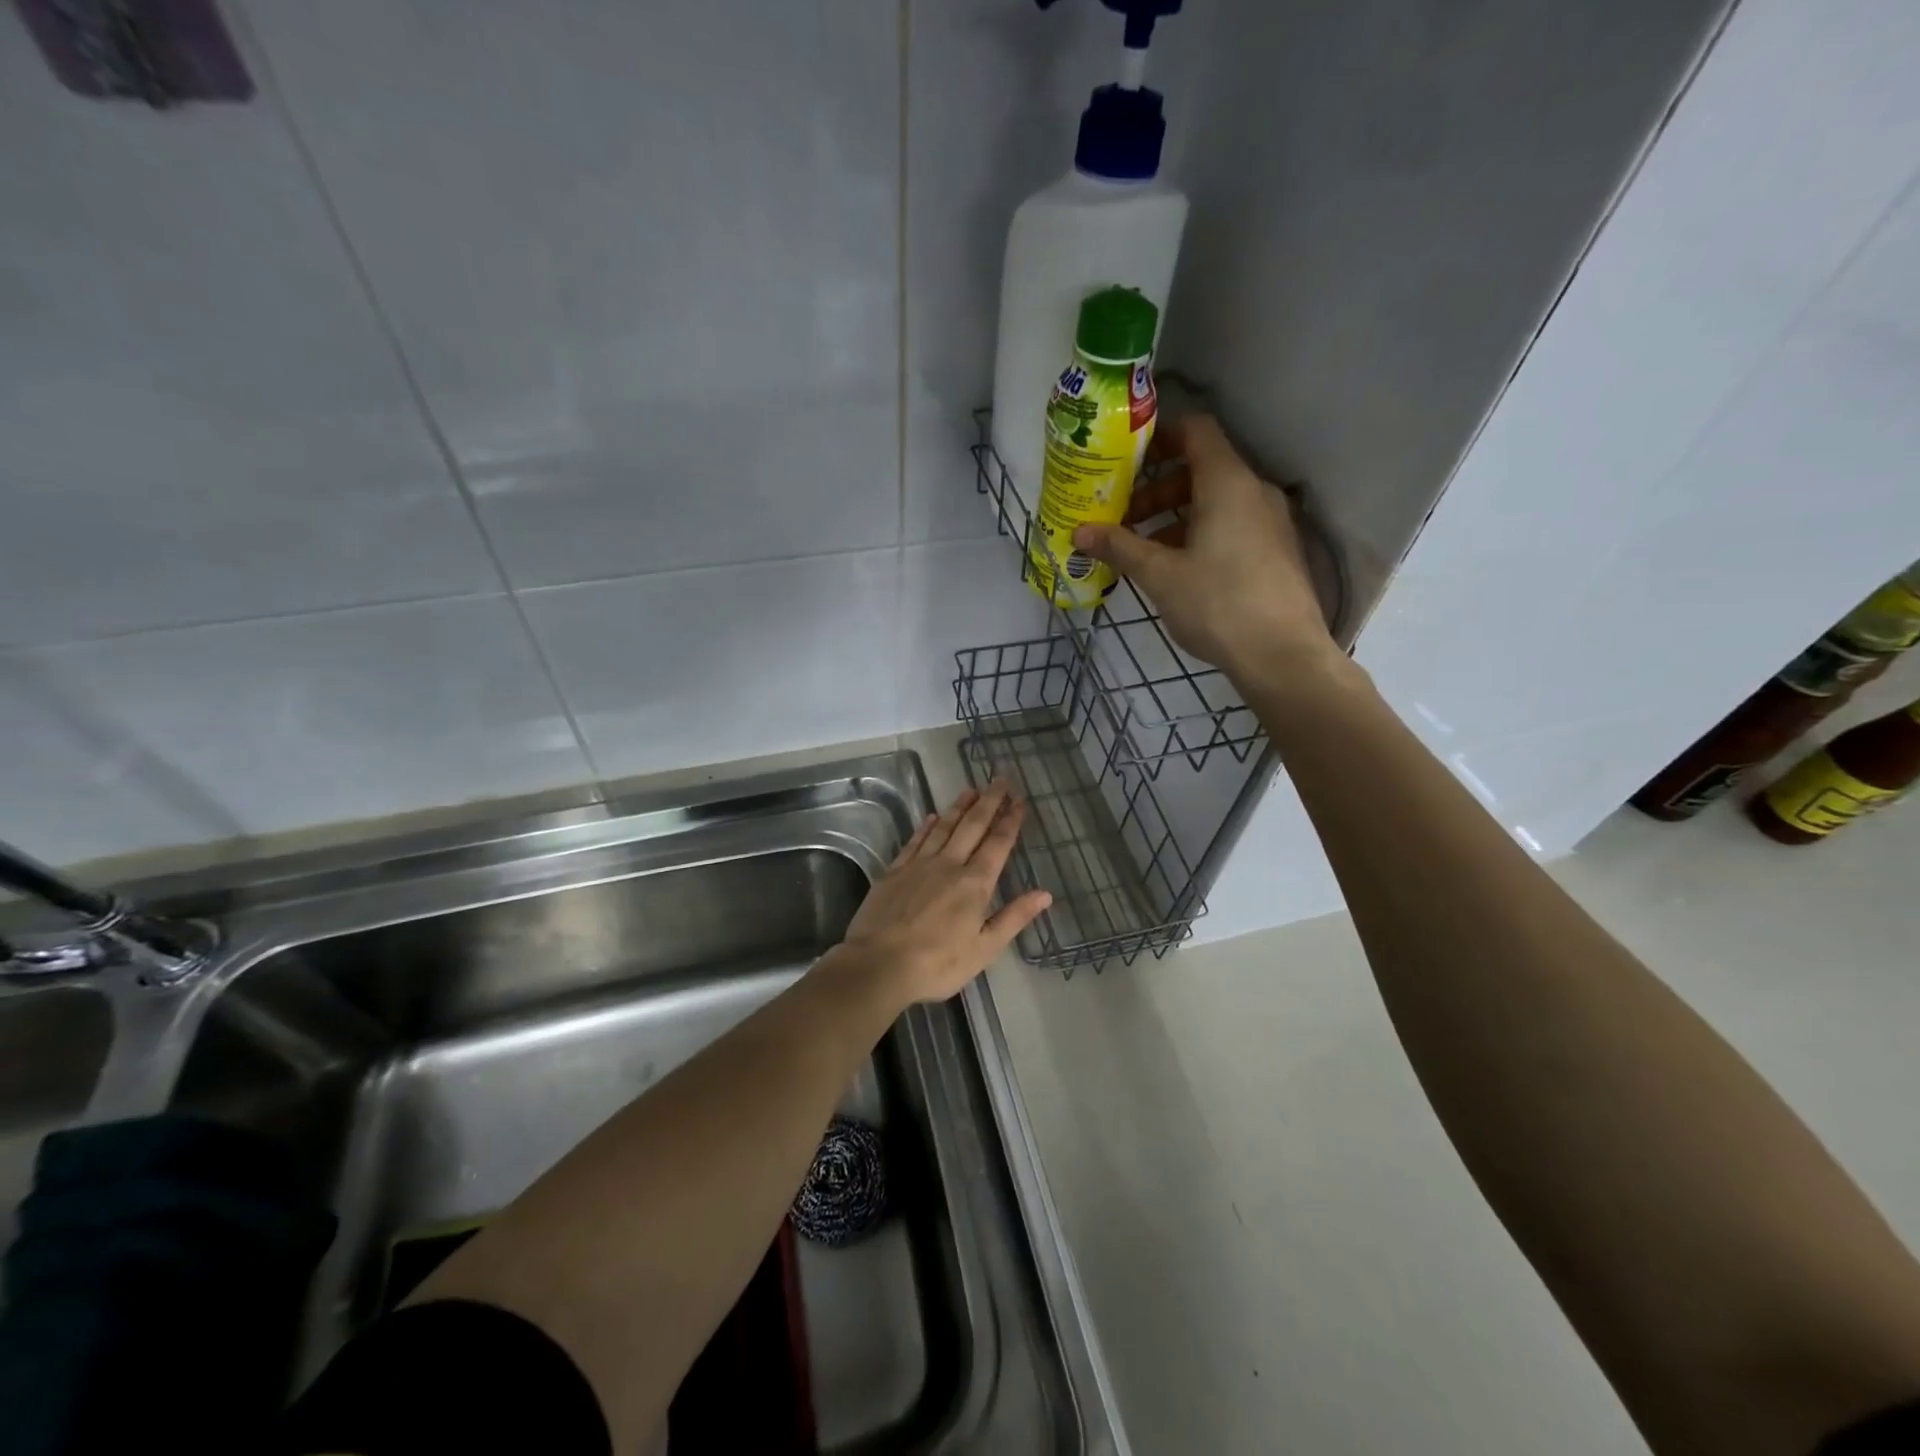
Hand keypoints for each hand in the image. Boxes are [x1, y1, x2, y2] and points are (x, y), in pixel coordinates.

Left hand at [832, 782, 1050, 1006]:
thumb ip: (1014, 917)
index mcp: (975, 884)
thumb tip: (1045, 893)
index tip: (1020, 800)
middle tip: (1000, 779)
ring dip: (959, 806)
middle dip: (989, 801)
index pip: (998, 844)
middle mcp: (949, 865)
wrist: (878, 964)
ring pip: (944, 827)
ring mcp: (919, 865)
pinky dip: (927, 826)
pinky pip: (915, 840)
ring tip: (971, 788)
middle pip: (972, 826)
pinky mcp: (894, 871)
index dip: (1010, 820)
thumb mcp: (985, 949)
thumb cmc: (937, 963)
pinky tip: (933, 816)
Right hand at [1073, 414, 1337, 686]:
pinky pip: (1232, 525)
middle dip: (1158, 488)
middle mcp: (1254, 491)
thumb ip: (1120, 547)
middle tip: (1123, 515)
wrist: (1282, 655)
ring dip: (1175, 515)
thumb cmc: (1218, 604)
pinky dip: (1200, 533)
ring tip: (1142, 547)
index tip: (1126, 458)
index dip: (1159, 436)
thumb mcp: (1160, 575)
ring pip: (1216, 501)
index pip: (1195, 430)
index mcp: (1227, 483)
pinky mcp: (1275, 550)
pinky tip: (1176, 568)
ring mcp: (1270, 521)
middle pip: (1202, 468)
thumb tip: (1079, 533)